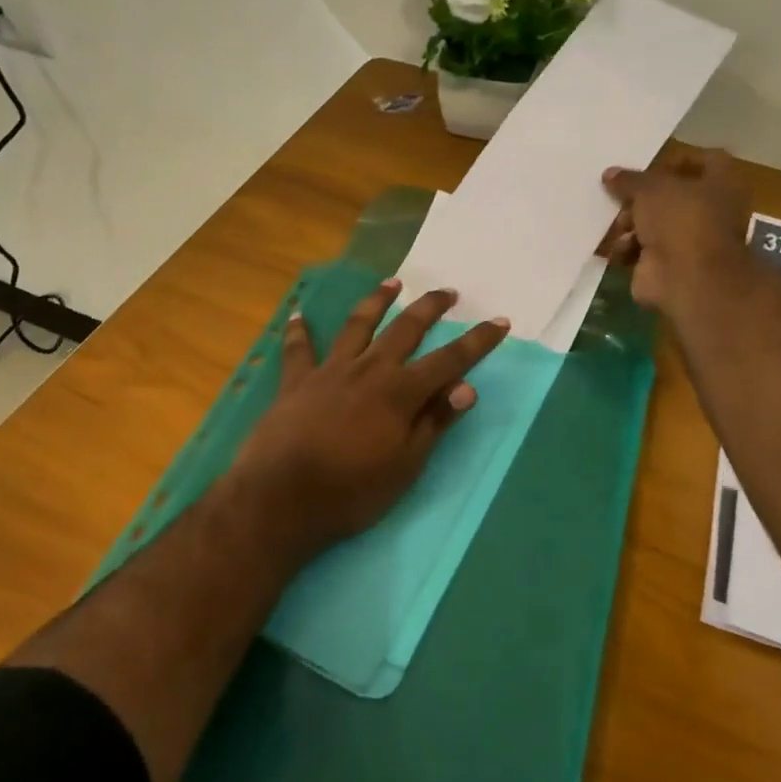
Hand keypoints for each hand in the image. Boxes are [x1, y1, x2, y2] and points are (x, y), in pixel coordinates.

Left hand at [230, 279, 509, 557]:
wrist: (281, 498)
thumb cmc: (352, 490)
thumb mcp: (406, 466)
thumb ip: (434, 422)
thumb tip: (467, 387)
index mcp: (400, 392)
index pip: (450, 360)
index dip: (477, 342)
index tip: (500, 321)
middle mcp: (369, 370)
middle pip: (405, 329)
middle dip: (430, 308)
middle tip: (447, 291)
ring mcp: (330, 371)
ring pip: (358, 326)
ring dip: (376, 302)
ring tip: (392, 283)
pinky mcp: (296, 382)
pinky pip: (299, 349)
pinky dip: (299, 331)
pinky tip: (299, 315)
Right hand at [603, 149, 750, 311]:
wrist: (687, 279)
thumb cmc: (680, 220)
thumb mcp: (650, 189)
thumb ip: (630, 180)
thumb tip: (610, 174)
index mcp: (719, 185)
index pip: (706, 161)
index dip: (678, 160)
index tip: (649, 165)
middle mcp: (707, 212)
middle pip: (670, 196)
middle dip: (640, 198)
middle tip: (618, 196)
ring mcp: (688, 242)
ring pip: (652, 224)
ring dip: (629, 224)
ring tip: (616, 225)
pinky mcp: (667, 266)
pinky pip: (640, 250)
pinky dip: (626, 249)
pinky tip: (615, 248)